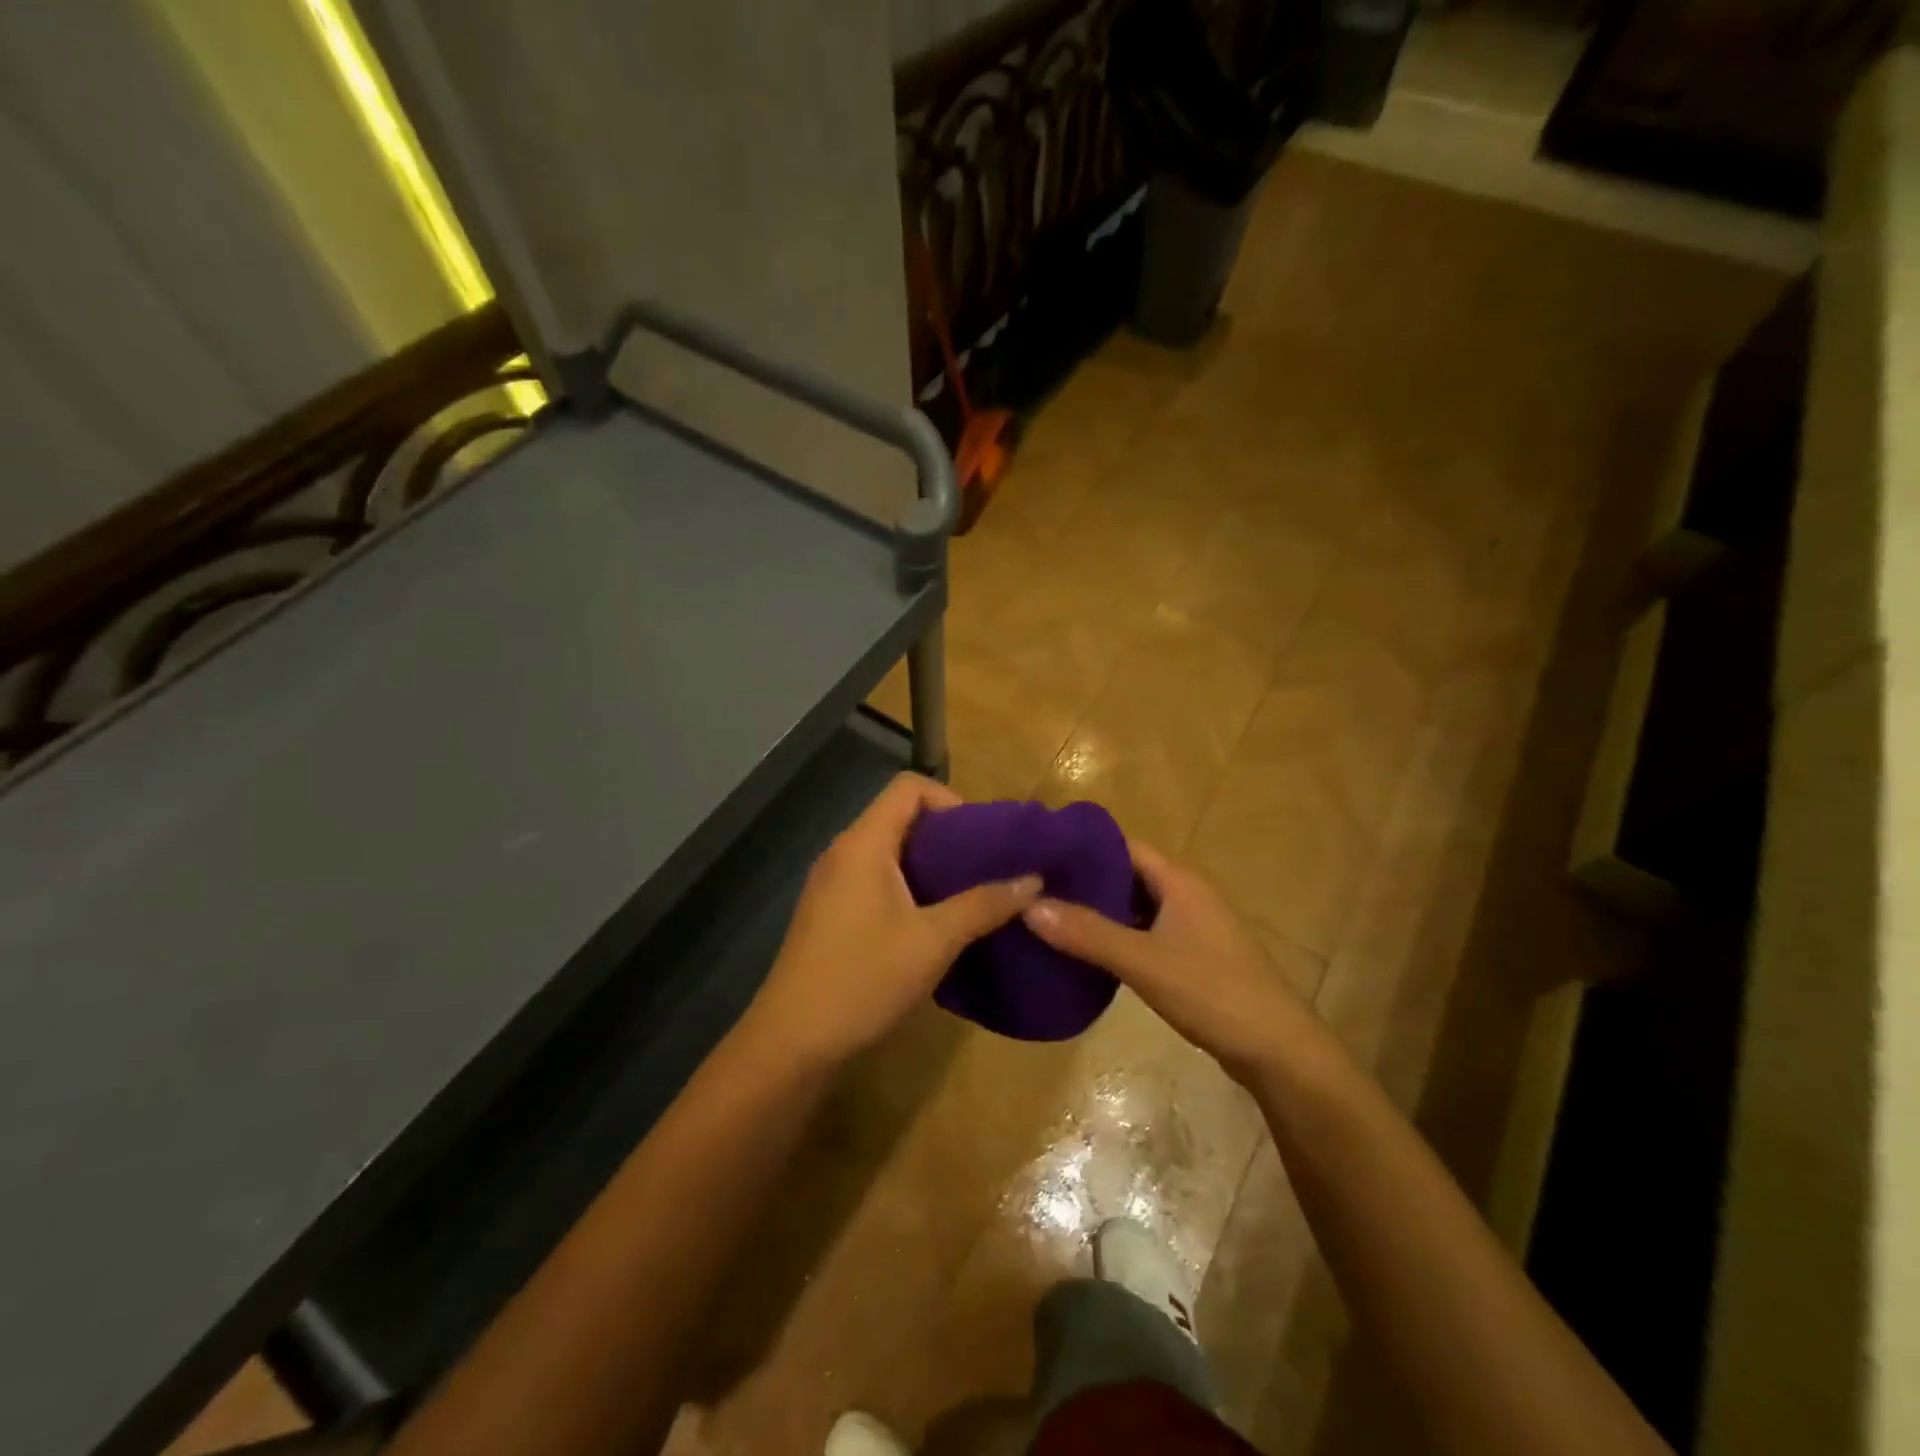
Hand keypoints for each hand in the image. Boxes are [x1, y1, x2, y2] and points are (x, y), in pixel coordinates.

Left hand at [747, 774, 1040, 1064]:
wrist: (792, 1042)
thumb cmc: (864, 978)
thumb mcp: (934, 941)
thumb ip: (984, 905)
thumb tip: (1033, 880)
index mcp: (864, 843)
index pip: (909, 787)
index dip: (950, 800)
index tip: (981, 839)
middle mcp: (843, 852)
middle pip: (899, 816)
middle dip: (947, 836)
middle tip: (984, 869)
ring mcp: (831, 883)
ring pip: (888, 851)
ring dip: (929, 865)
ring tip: (966, 896)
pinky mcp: (828, 912)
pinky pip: (874, 879)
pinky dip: (907, 887)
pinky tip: (931, 924)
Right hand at [1022, 839, 1319, 1083]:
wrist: (1278, 1050)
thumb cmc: (1214, 993)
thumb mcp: (1145, 962)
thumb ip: (1088, 933)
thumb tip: (1029, 905)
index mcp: (1179, 881)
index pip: (1123, 846)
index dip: (1083, 847)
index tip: (1039, 853)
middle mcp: (1186, 894)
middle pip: (1127, 875)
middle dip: (1085, 880)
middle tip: (1034, 888)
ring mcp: (1192, 927)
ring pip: (1136, 906)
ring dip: (1100, 911)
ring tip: (1050, 916)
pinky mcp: (1194, 957)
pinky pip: (1146, 933)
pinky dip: (1117, 936)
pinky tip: (1088, 952)